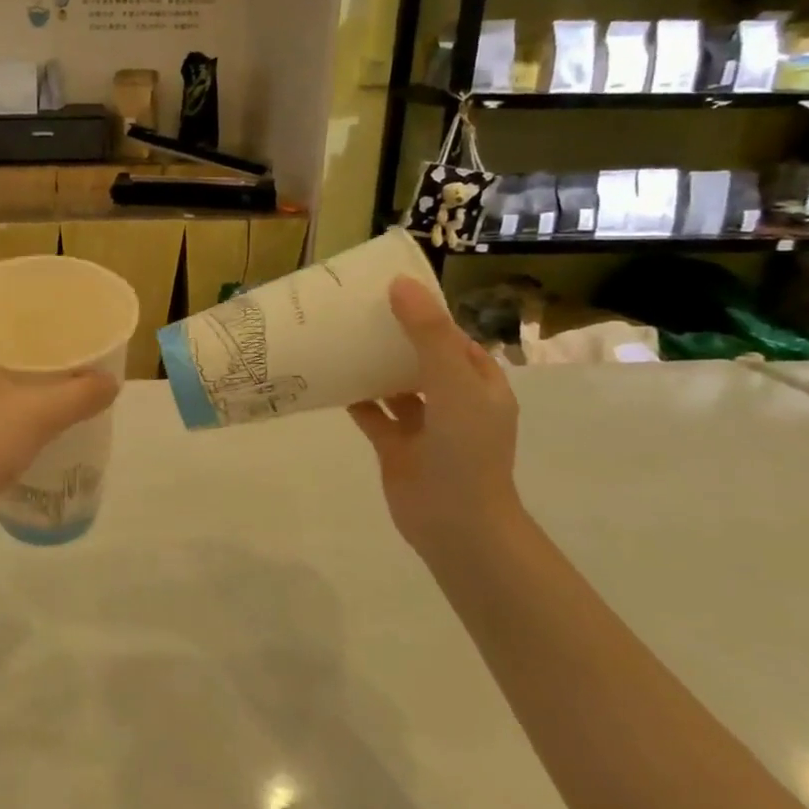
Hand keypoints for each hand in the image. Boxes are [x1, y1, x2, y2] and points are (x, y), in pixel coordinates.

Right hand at [348, 278, 523, 556]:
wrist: (455, 525)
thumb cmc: (465, 451)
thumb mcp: (453, 384)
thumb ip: (428, 335)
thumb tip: (400, 283)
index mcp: (479, 382)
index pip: (451, 336)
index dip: (424, 312)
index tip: (387, 290)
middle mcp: (454, 400)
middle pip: (419, 356)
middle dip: (392, 335)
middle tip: (353, 310)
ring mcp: (424, 424)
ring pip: (394, 384)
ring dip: (371, 364)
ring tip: (338, 336)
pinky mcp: (396, 445)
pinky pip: (373, 412)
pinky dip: (354, 396)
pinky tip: (329, 377)